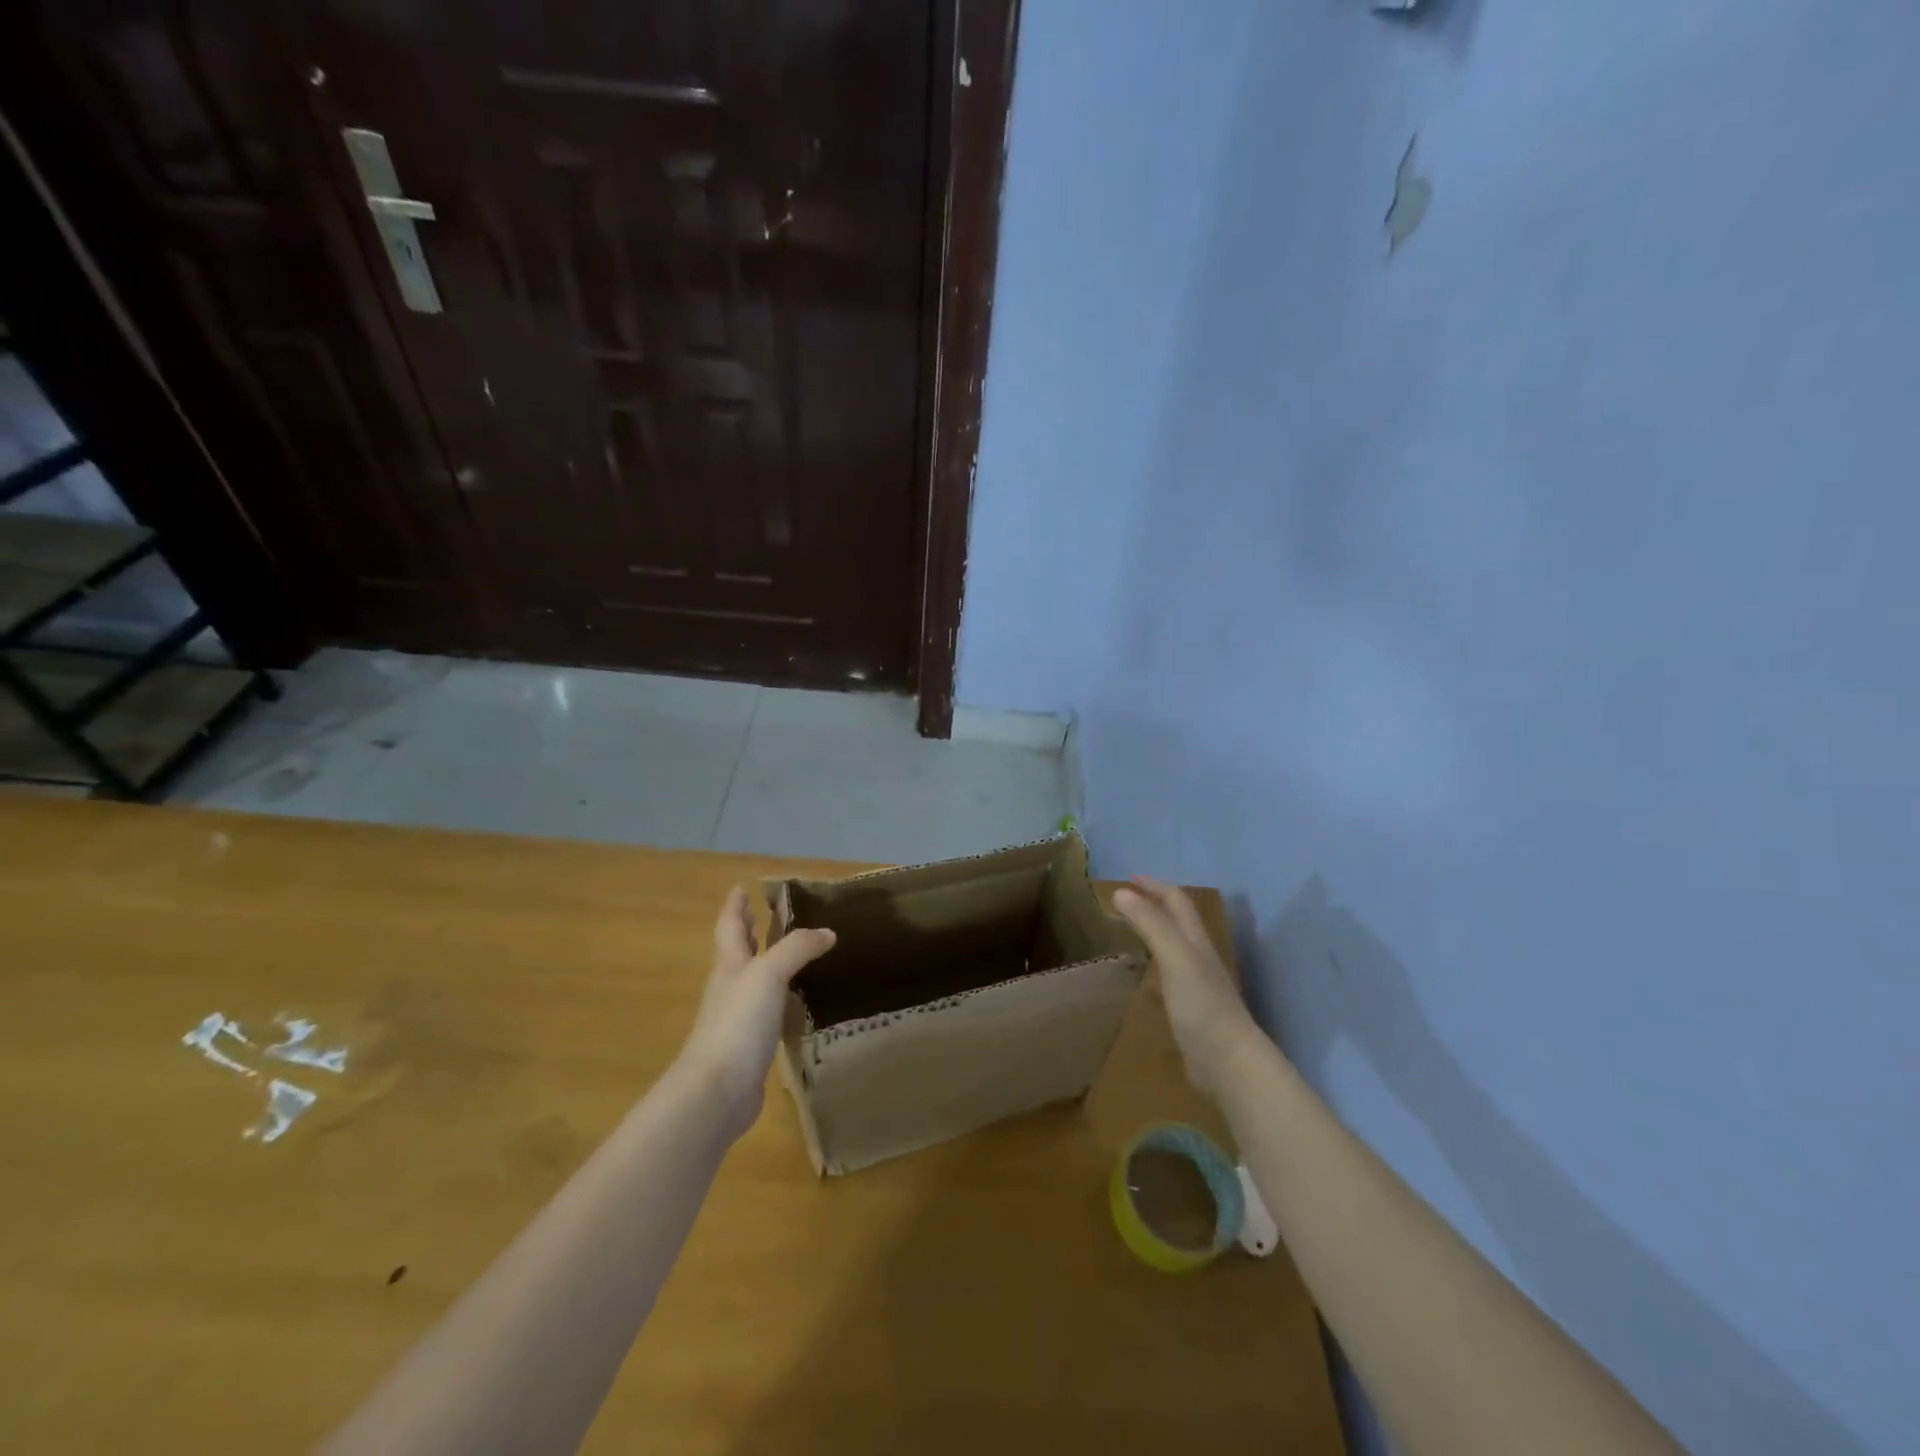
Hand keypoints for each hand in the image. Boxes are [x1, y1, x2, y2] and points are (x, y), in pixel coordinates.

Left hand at [677, 887, 835, 1138]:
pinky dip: (779, 1000)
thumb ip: (798, 949)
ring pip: (753, 982)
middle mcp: (730, 988)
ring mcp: (737, 1020)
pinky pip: (767, 1013)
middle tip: (764, 915)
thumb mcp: (769, 974)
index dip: (735, 906)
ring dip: (767, 965)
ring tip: (792, 954)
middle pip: (738, 952)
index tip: (742, 887)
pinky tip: (795, 1003)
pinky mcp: (749, 1048)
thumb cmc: (737, 1023)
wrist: (717, 1091)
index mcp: (729, 965)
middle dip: (749, 931)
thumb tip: (827, 933)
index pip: (730, 927)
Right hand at [1113, 877, 1261, 1099]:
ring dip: (1154, 931)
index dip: (1153, 886)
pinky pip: (1169, 974)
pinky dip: (1154, 963)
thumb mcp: (1175, 957)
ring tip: (1129, 930)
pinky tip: (1142, 976)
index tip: (1127, 879)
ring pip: (1174, 946)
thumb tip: (1121, 892)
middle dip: (1154, 904)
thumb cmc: (1202, 1005)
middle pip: (1178, 920)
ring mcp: (1197, 983)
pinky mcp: (1191, 1008)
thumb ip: (1151, 924)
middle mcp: (1198, 956)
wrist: (1229, 1061)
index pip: (1175, 900)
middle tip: (1125, 900)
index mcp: (1195, 940)